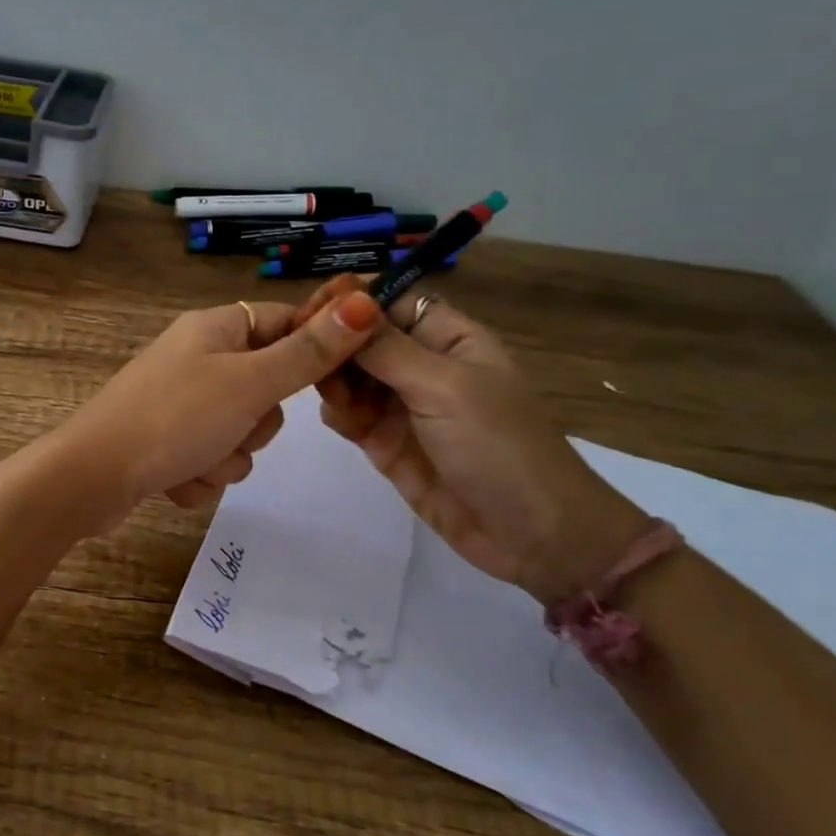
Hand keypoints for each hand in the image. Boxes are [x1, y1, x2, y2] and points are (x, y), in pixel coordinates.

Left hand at [56, 288, 384, 528]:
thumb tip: (365, 302)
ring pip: (239, 434)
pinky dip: (199, 477)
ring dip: (226, 459)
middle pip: (266, 388)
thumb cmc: (173, 419)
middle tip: (233, 427)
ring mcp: (178, 403)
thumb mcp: (249, 384)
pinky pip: (209, 461)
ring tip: (195, 460)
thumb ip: (307, 353)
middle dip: (256, 424)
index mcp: (214, 329)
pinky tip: (175, 480)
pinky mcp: (165, 443)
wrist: (91, 477)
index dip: (311, 352)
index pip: (284, 322)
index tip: (329, 386)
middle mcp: (196, 359)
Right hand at [298, 276, 647, 599]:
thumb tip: (344, 304)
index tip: (312, 309)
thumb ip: (388, 349)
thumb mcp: (445, 387)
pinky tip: (340, 419)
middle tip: (305, 355)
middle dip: (334, 343)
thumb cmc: (498, 446)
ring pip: (349, 375)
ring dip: (332, 379)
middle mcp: (422, 366)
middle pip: (362, 338)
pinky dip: (337, 411)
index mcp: (449, 339)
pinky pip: (348, 414)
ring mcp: (402, 406)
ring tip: (330, 395)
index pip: (391, 301)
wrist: (530, 535)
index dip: (352, 299)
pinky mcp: (385, 442)